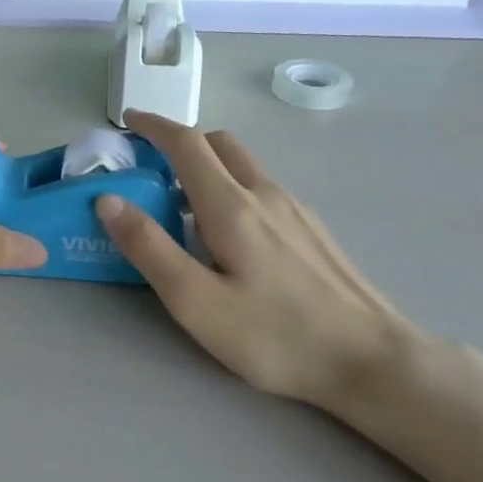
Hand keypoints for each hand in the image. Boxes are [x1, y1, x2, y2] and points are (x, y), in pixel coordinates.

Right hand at [95, 113, 429, 414]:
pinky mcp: (313, 230)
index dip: (154, 126)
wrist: (372, 361)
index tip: (129, 121)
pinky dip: (233, 189)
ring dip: (208, 167)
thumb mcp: (196, 300)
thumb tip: (109, 199)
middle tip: (151, 166)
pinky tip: (231, 236)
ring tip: (183, 207)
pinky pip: (263, 190)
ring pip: (244, 167)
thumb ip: (149, 247)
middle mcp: (266, 194)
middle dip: (181, 142)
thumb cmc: (275, 335)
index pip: (186, 144)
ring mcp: (296, 210)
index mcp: (231, 205)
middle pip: (219, 144)